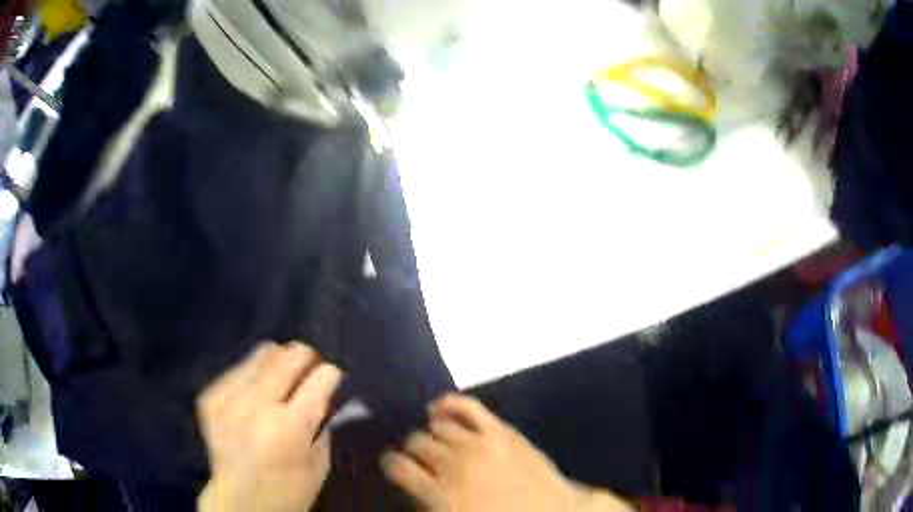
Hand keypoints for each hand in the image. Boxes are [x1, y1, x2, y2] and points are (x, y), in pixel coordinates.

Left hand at [196, 341, 341, 511]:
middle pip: (290, 355)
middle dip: (307, 357)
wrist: (238, 501)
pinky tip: (255, 395)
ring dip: (279, 362)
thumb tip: (325, 391)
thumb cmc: (288, 490)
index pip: (321, 376)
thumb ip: (322, 422)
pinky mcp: (211, 396)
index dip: (331, 374)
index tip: (332, 377)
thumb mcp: (319, 464)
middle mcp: (256, 405)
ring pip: (264, 352)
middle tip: (311, 368)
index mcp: (288, 427)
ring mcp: (229, 397)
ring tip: (282, 381)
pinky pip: (240, 367)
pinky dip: (254, 375)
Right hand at [381, 394, 633, 511]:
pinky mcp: (500, 431)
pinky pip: (467, 407)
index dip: (391, 464)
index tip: (392, 464)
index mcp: (442, 495)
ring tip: (432, 440)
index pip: (399, 467)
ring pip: (438, 427)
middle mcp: (456, 465)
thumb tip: (414, 483)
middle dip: (412, 450)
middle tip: (417, 458)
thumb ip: (430, 502)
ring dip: (430, 433)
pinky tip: (439, 409)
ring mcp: (480, 444)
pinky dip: (449, 404)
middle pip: (418, 443)